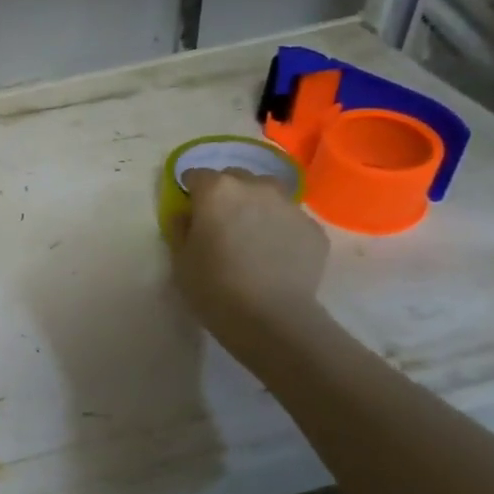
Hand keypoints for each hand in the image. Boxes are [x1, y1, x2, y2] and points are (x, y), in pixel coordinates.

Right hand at [171, 169, 328, 348]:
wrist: (271, 318)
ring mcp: (289, 205)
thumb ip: (180, 228)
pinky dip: (280, 228)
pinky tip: (275, 255)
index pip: (197, 175)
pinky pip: (290, 219)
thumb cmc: (213, 287)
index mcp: (217, 190)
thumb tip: (186, 214)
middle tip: (221, 224)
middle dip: (225, 194)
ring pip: (268, 193)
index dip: (191, 192)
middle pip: (235, 178)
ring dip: (256, 205)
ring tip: (252, 235)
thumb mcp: (180, 259)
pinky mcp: (313, 228)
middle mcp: (255, 187)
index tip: (190, 212)